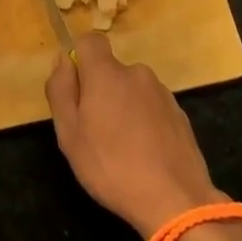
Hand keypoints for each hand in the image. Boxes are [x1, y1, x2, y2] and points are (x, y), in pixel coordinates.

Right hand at [45, 34, 220, 238]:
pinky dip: (144, 122)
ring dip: (123, 107)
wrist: (175, 199)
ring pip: (132, 90)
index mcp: (107, 73)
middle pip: (111, 70)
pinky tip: (144, 154)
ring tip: (122, 148)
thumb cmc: (111, 166)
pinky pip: (152, 107)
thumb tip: (62, 60)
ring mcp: (162, 93)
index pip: (90, 41)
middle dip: (100, 91)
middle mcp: (137, 73)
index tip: (76, 90)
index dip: (79, 58)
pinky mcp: (180, 114)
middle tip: (94, 131)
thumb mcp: (69, 134)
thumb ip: (61, 90)